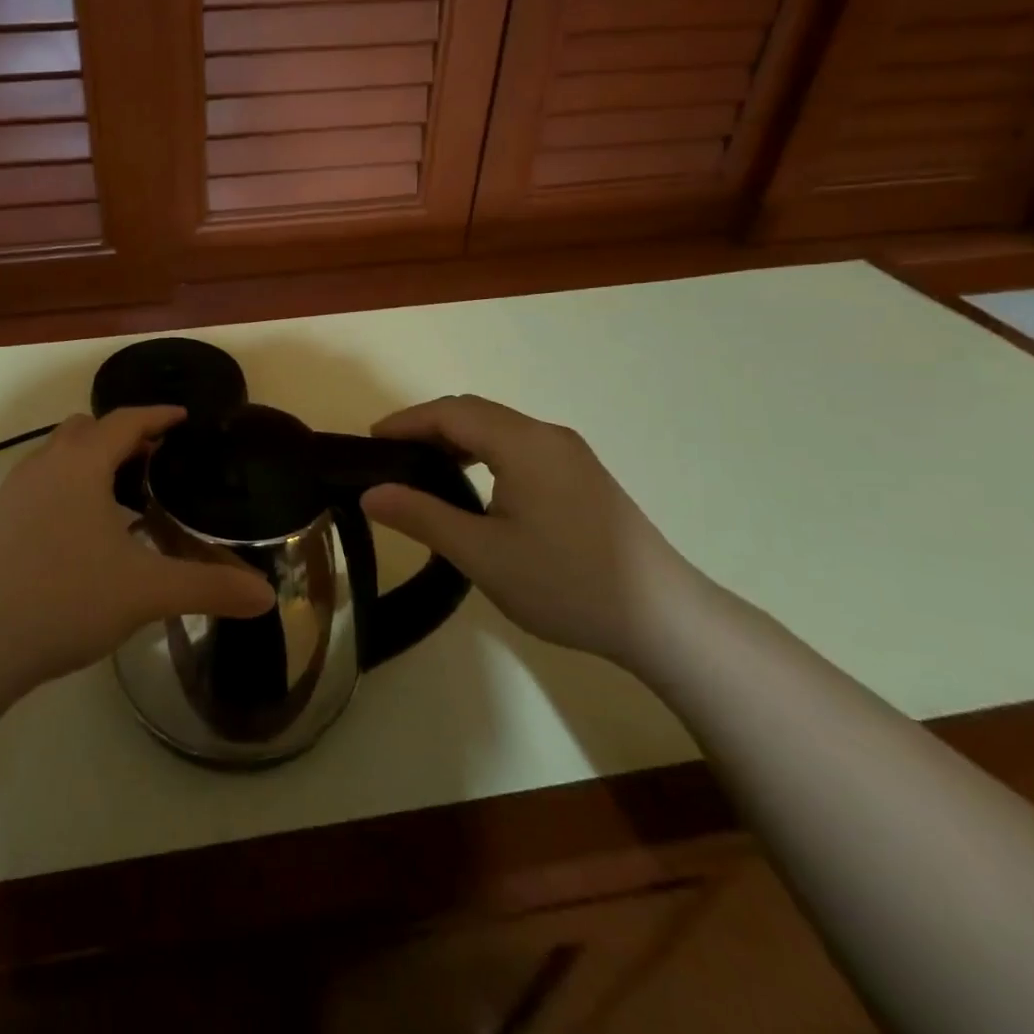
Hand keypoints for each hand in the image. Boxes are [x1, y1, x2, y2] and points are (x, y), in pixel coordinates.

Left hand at [0, 407, 273, 691]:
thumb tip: (267, 596)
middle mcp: (44, 464)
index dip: (159, 415)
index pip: (126, 420)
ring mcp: (14, 491)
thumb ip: (210, 587)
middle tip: (158, 460)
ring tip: (125, 496)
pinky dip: (70, 486)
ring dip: (94, 461)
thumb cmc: (66, 600)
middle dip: (125, 436)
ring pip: (60, 455)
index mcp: (81, 464)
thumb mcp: (147, 592)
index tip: (184, 418)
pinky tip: (85, 531)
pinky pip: (43, 482)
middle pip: (88, 430)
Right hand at [359, 395, 703, 663]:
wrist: (665, 620)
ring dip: (457, 440)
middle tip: (389, 457)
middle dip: (427, 427)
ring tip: (423, 471)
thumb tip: (371, 493)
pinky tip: (475, 487)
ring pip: (499, 430)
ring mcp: (571, 455)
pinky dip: (484, 454)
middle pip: (475, 413)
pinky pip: (520, 448)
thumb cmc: (566, 583)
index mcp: (523, 444)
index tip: (369, 441)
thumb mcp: (482, 554)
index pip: (451, 413)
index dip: (406, 421)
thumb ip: (422, 516)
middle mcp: (548, 436)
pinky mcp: (584, 477)